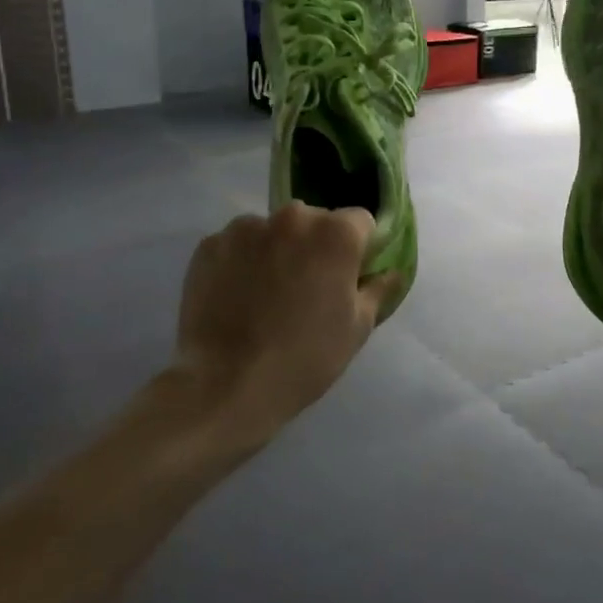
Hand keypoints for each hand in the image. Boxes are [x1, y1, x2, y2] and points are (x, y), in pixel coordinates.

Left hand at [173, 203, 399, 441]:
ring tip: (266, 295)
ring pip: (272, 231)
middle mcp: (292, 217)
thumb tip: (392, 271)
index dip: (358, 248)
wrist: (225, 385)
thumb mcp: (357, 328)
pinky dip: (241, 262)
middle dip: (315, 246)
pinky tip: (237, 297)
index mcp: (336, 233)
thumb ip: (378, 289)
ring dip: (276, 251)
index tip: (349, 277)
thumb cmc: (305, 357)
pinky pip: (237, 245)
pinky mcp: (210, 245)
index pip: (360, 222)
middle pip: (314, 221)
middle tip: (308, 288)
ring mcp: (246, 228)